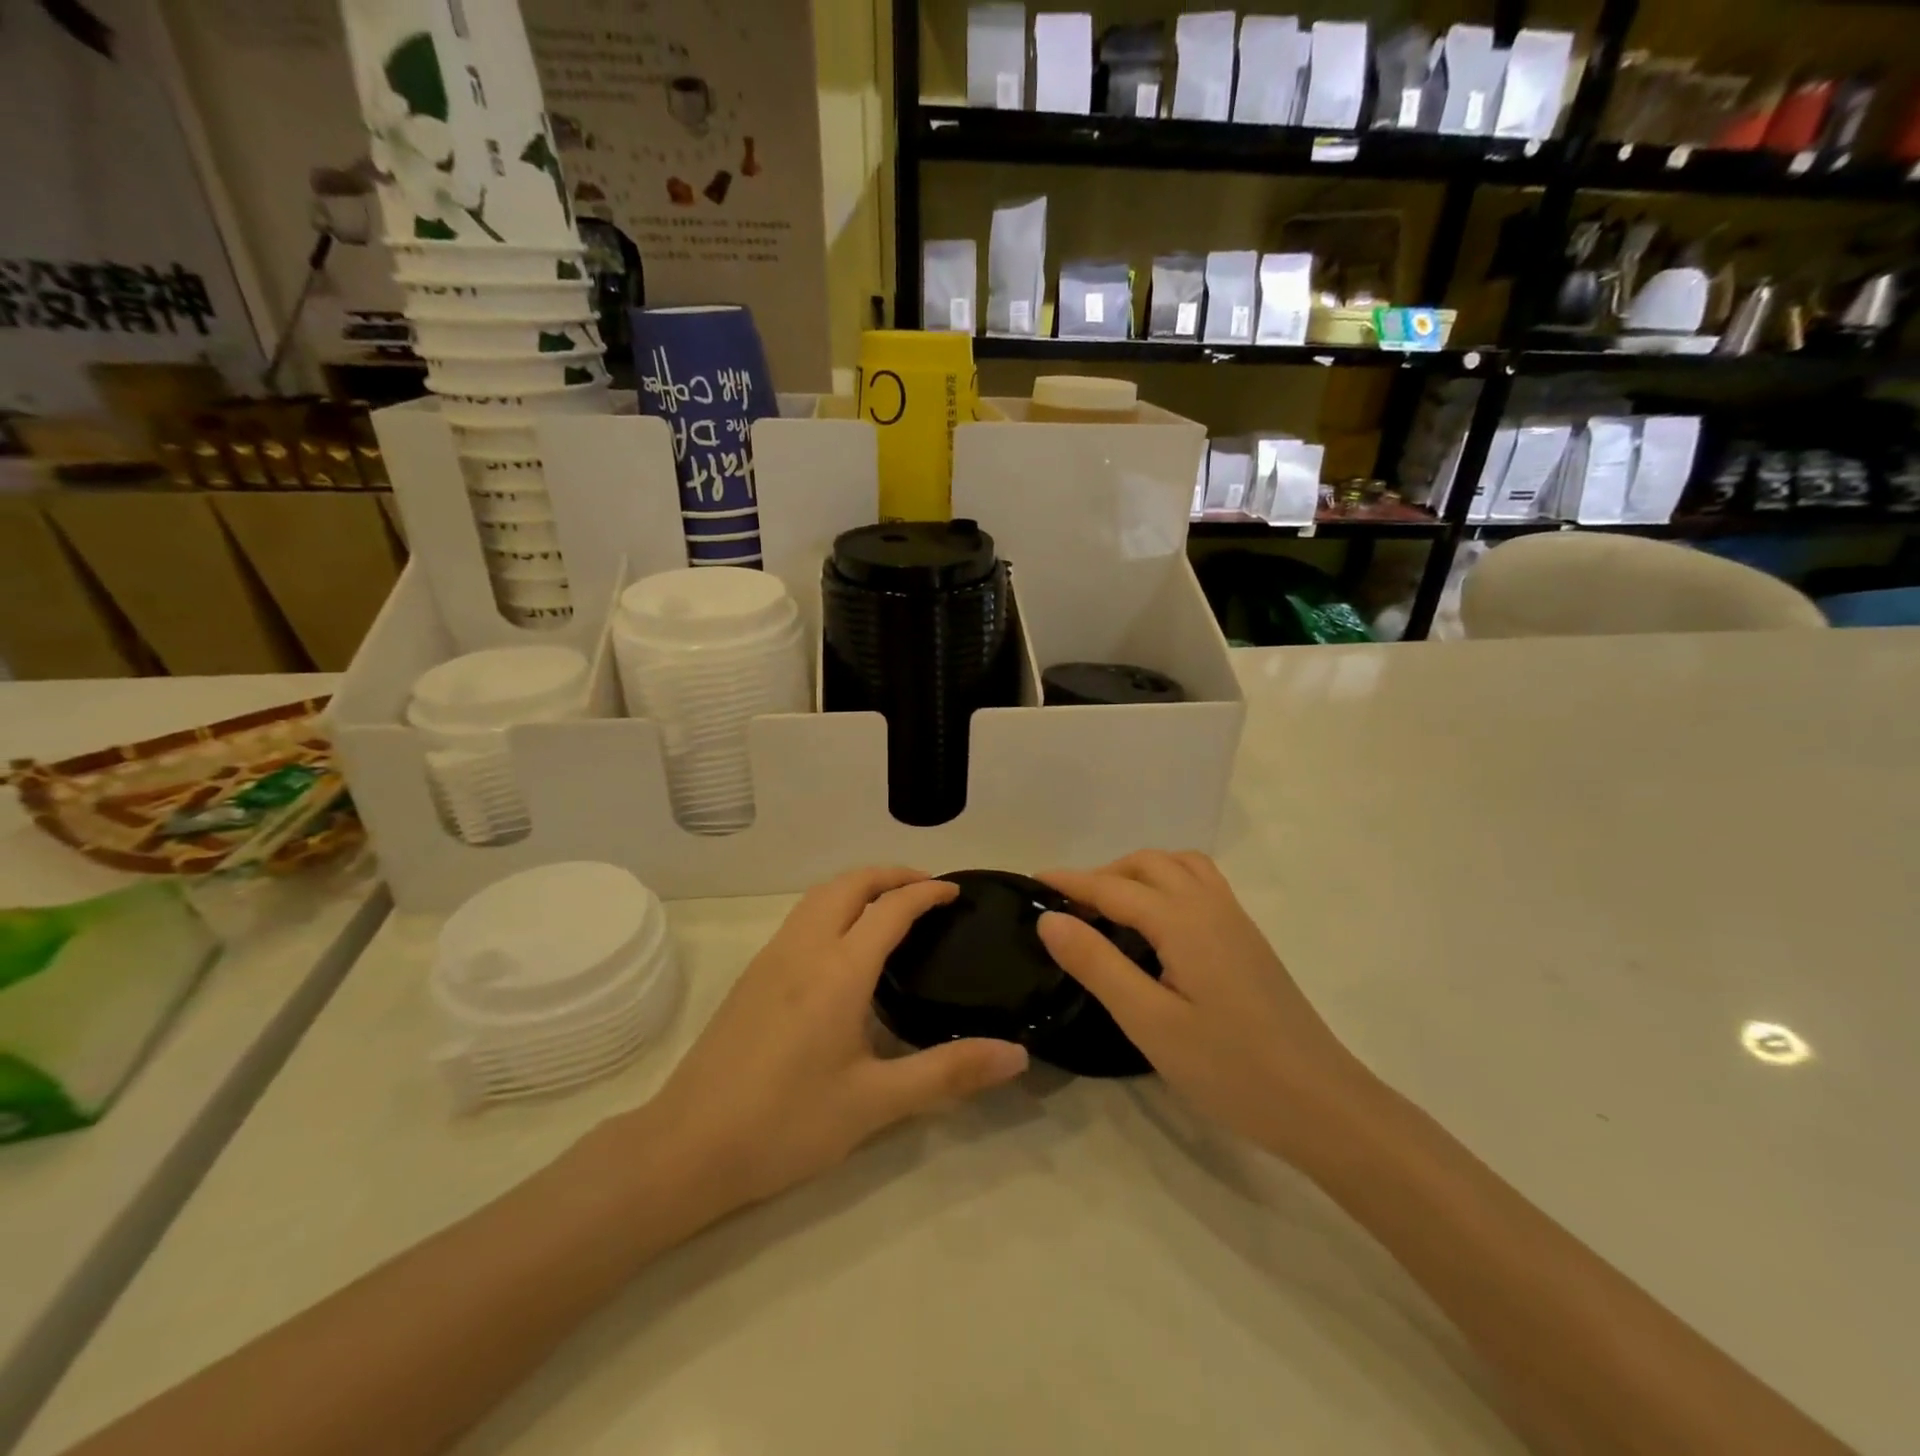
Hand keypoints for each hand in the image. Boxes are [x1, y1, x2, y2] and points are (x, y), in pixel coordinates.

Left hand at [642, 867, 1028, 1209]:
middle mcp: (803, 948)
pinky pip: (801, 917)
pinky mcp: (752, 976)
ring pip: (819, 895)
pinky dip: (833, 906)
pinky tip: (844, 946)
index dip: (926, 891)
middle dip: (891, 874)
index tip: (956, 892)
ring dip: (858, 886)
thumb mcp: (876, 1102)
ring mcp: (771, 958)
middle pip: (849, 883)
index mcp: (839, 969)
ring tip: (890, 908)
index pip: (891, 907)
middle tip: (927, 891)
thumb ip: (948, 1072)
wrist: (686, 1147)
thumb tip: (1016, 1055)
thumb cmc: (786, 1123)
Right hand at [1037, 852, 1368, 1157]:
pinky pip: (1201, 884)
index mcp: (1183, 922)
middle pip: (1148, 864)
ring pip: (1180, 867)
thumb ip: (1097, 964)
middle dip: (1104, 874)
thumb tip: (1050, 918)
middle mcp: (1211, 906)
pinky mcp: (1249, 940)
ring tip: (1111, 907)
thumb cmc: (1230, 1069)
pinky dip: (1168, 882)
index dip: (1070, 882)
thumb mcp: (1149, 1022)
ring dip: (1140, 872)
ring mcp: (1236, 921)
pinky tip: (1158, 924)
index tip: (1031, 880)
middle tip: (1070, 907)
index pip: (1113, 888)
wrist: (1323, 1104)